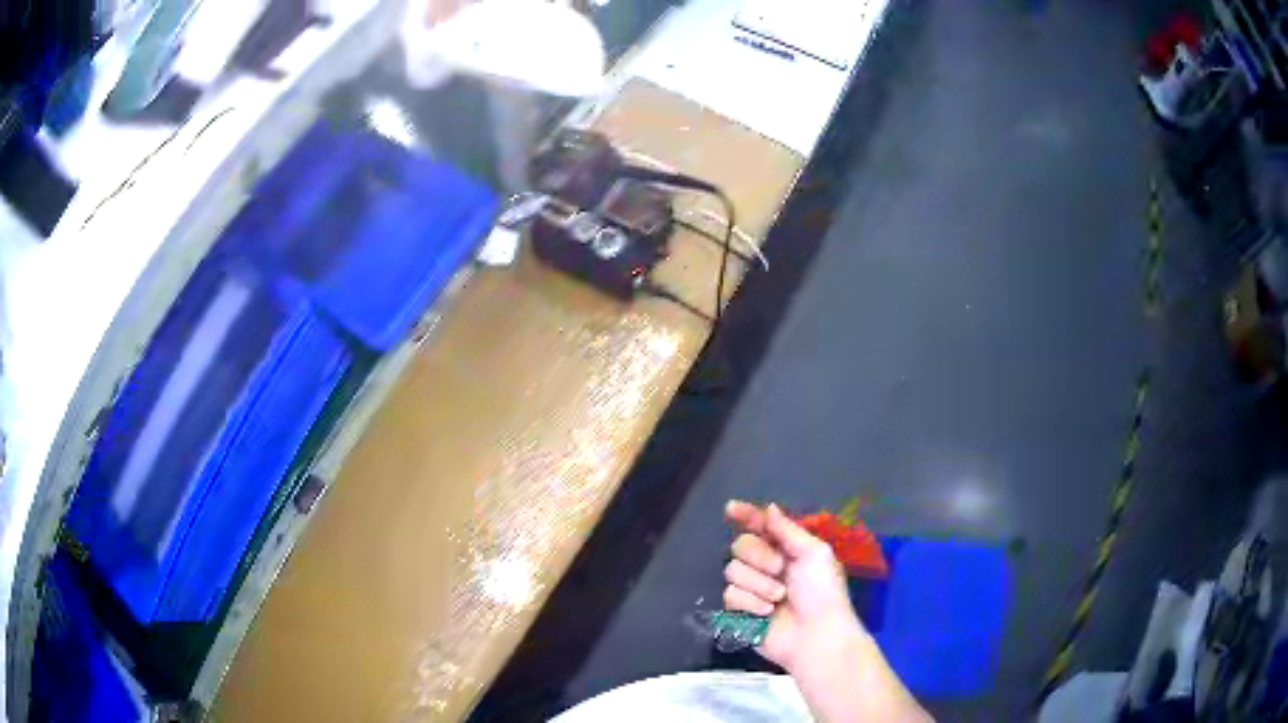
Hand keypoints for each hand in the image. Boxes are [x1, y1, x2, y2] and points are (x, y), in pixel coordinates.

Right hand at [724, 501, 932, 721]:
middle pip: (741, 545)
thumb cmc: (823, 592)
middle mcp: (766, 565)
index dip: (744, 515)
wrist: (817, 635)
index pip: (760, 525)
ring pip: (732, 571)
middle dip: (759, 556)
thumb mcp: (814, 553)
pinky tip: (766, 613)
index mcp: (786, 548)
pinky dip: (749, 603)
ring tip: (779, 598)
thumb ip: (787, 530)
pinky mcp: (740, 611)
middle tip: (780, 569)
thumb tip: (768, 507)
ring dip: (758, 584)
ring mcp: (752, 589)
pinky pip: (729, 595)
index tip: (730, 508)